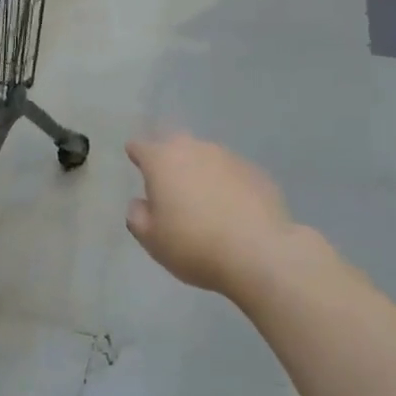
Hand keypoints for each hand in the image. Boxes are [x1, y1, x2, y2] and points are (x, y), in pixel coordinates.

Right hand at [125, 133, 319, 298]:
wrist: (260, 253)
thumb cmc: (194, 244)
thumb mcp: (152, 239)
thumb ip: (137, 216)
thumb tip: (141, 203)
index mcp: (162, 161)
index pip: (141, 146)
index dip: (136, 154)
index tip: (136, 162)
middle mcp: (194, 149)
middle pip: (175, 142)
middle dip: (169, 156)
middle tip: (168, 180)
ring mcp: (229, 157)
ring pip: (206, 156)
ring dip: (200, 170)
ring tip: (203, 198)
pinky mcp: (257, 172)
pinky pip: (232, 172)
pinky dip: (227, 183)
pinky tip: (232, 207)